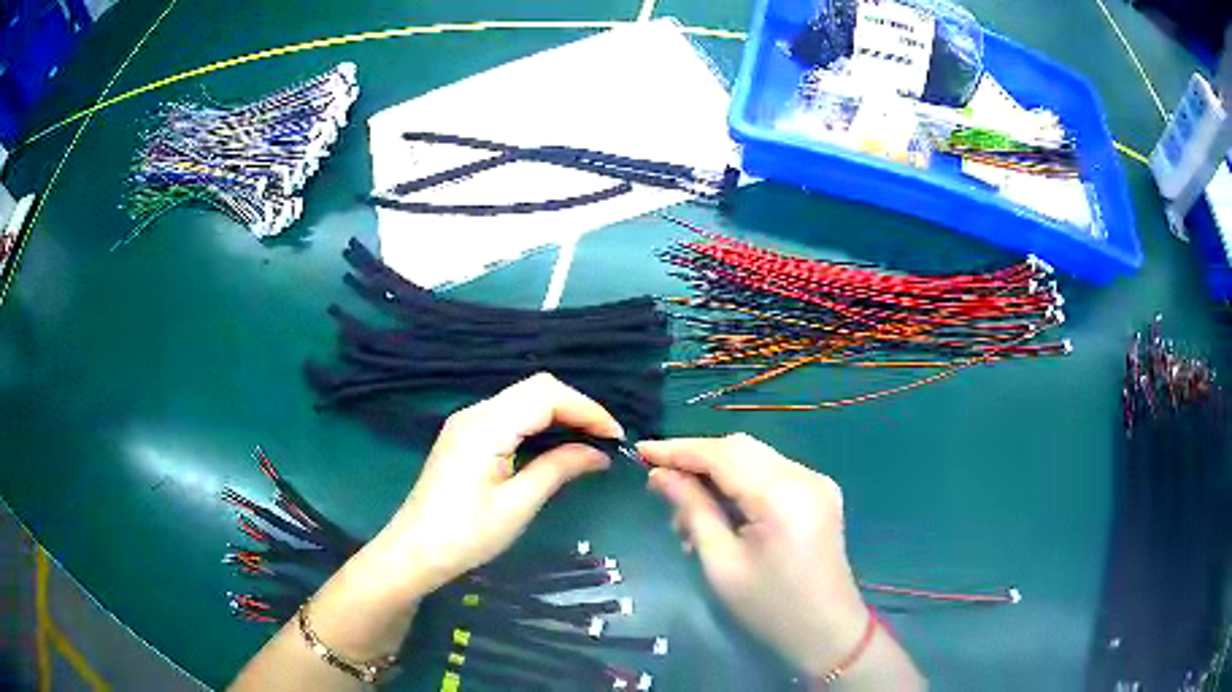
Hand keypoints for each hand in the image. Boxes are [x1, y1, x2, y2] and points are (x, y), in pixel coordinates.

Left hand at [376, 373, 622, 598]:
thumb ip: (557, 469)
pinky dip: (539, 422)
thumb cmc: (466, 535)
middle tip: (605, 440)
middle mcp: (475, 413)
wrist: (415, 551)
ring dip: (559, 414)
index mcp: (486, 426)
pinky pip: (510, 415)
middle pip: (536, 389)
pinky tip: (555, 445)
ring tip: (589, 442)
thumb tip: (599, 452)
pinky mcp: (465, 435)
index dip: (587, 409)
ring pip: (524, 399)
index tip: (616, 438)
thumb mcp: (517, 505)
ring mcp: (467, 422)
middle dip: (576, 408)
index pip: (546, 395)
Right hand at [640, 434, 867, 677]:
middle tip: (659, 483)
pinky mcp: (819, 494)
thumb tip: (660, 476)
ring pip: (755, 458)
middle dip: (697, 459)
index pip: (723, 454)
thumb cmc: (769, 609)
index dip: (679, 450)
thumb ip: (693, 511)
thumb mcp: (721, 564)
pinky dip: (740, 484)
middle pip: (741, 448)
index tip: (640, 451)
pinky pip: (771, 474)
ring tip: (686, 513)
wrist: (827, 632)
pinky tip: (719, 513)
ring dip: (717, 474)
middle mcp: (805, 476)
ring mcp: (817, 482)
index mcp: (783, 495)